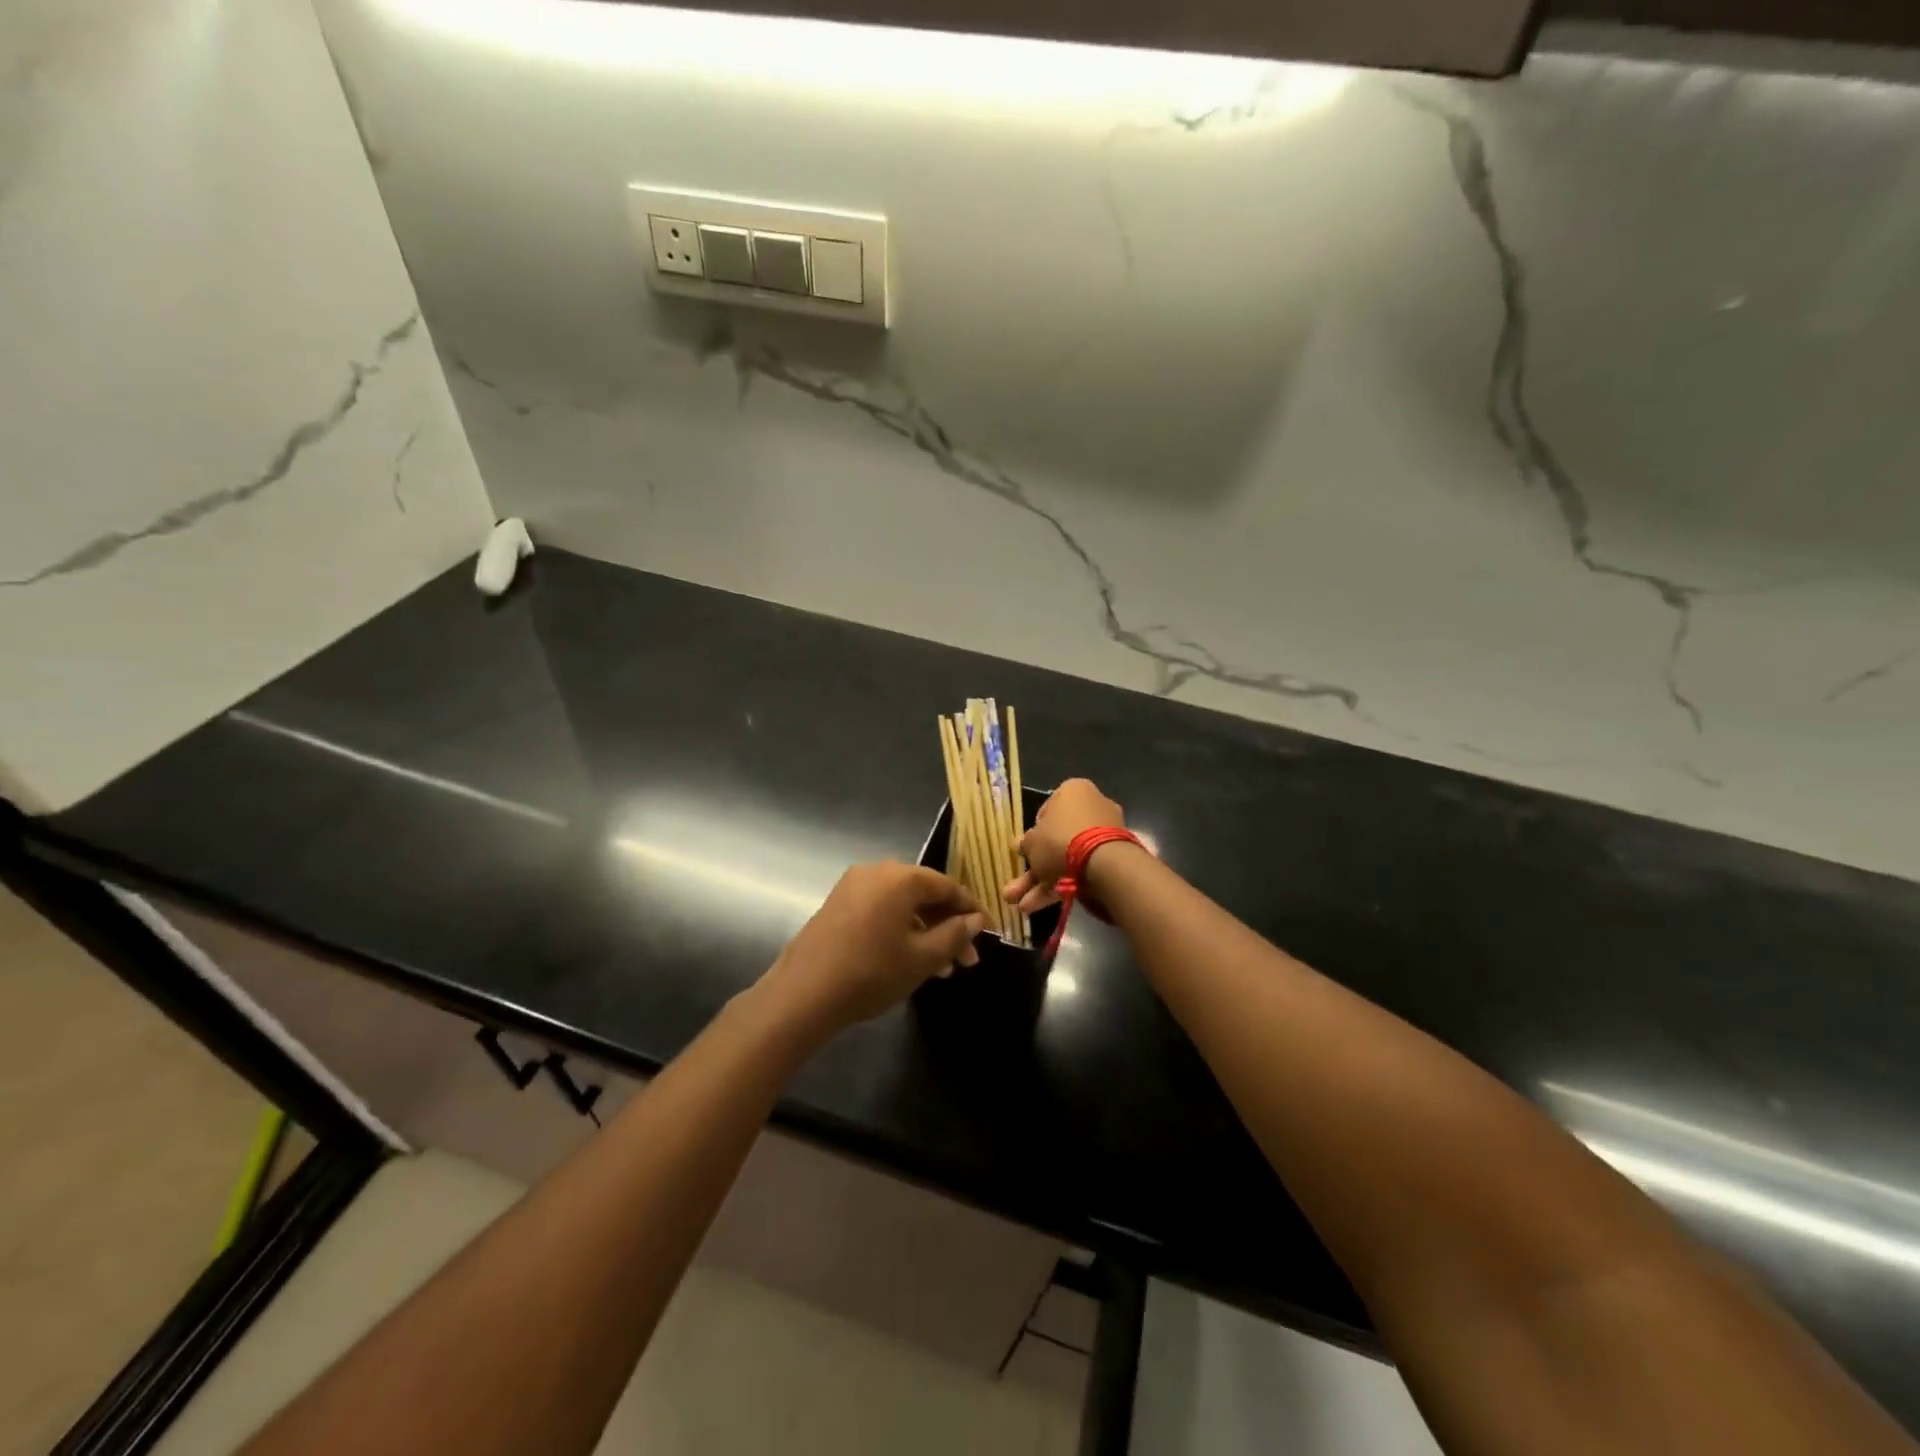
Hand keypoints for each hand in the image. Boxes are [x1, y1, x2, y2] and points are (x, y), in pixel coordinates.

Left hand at [758, 862, 984, 1038]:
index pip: (948, 886)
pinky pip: (880, 909)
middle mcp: (876, 871)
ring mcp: (852, 887)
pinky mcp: (837, 905)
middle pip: (924, 893)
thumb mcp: (922, 958)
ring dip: (925, 930)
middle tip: (966, 959)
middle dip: (948, 925)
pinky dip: (900, 928)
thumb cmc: (871, 972)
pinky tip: (909, 958)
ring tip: (942, 967)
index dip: (972, 910)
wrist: (803, 994)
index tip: (989, 933)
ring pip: (902, 904)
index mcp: (900, 877)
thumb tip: (975, 920)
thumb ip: (954, 935)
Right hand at [1002, 778, 1126, 914]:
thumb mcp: (1032, 842)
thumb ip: (1026, 843)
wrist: (1104, 864)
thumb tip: (1020, 844)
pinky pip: (1081, 870)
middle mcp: (1091, 808)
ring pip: (1066, 859)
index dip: (1033, 832)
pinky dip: (1060, 887)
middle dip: (1034, 867)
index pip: (1047, 809)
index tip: (1024, 849)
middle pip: (1056, 839)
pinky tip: (1037, 906)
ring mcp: (1104, 836)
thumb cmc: (1061, 840)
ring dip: (1042, 882)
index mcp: (1073, 792)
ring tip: (1020, 906)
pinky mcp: (1111, 860)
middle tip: (1015, 886)